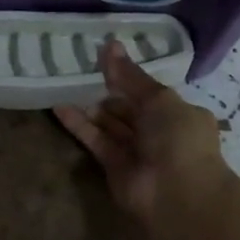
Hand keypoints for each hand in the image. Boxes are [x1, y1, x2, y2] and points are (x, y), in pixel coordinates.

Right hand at [54, 41, 231, 227]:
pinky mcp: (114, 167)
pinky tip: (59, 107)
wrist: (177, 194)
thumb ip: (130, 76)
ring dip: (92, 108)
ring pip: (111, 125)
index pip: (151, 92)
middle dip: (109, 92)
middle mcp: (160, 133)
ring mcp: (137, 151)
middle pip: (129, 108)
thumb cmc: (177, 138)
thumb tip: (110, 45)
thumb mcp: (158, 99)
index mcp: (180, 114)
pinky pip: (96, 141)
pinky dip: (80, 126)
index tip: (106, 58)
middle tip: (82, 71)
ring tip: (67, 85)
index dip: (129, 76)